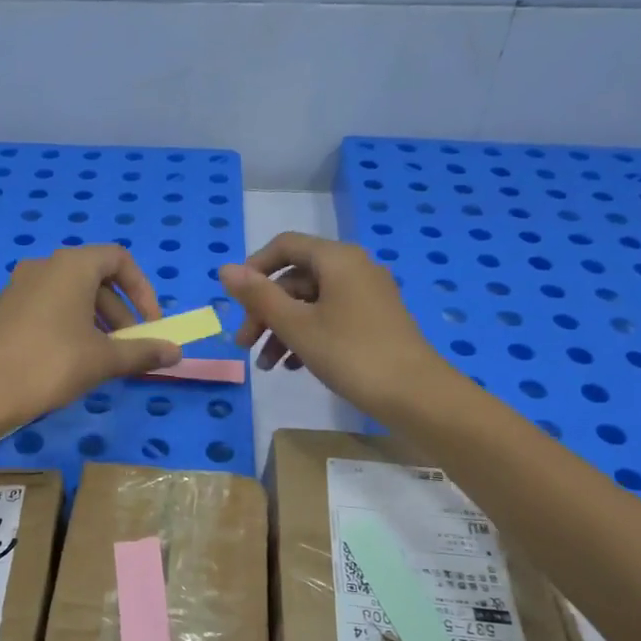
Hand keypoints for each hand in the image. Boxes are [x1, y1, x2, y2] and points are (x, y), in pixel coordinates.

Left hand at [0, 245, 182, 426]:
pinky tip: (74, 361)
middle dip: (121, 313)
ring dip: (98, 322)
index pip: (119, 260)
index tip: (151, 324)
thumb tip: (176, 352)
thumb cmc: (51, 363)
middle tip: (131, 348)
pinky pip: (51, 307)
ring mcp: (21, 287)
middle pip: (97, 278)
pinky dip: (72, 326)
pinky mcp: (7, 310)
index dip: (143, 290)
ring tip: (106, 359)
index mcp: (72, 265)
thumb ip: (143, 351)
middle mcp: (45, 266)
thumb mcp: (104, 359)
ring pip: (73, 295)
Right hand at [218, 233, 447, 417]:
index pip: (285, 246)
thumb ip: (258, 296)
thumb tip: (225, 269)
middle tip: (244, 345)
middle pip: (295, 279)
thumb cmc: (350, 354)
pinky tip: (293, 367)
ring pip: (311, 303)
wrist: (415, 394)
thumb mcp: (296, 325)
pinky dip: (307, 337)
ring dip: (282, 330)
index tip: (235, 301)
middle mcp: (354, 269)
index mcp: (337, 259)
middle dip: (265, 311)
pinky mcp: (375, 322)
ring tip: (266, 366)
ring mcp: (367, 296)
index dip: (254, 269)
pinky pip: (330, 318)